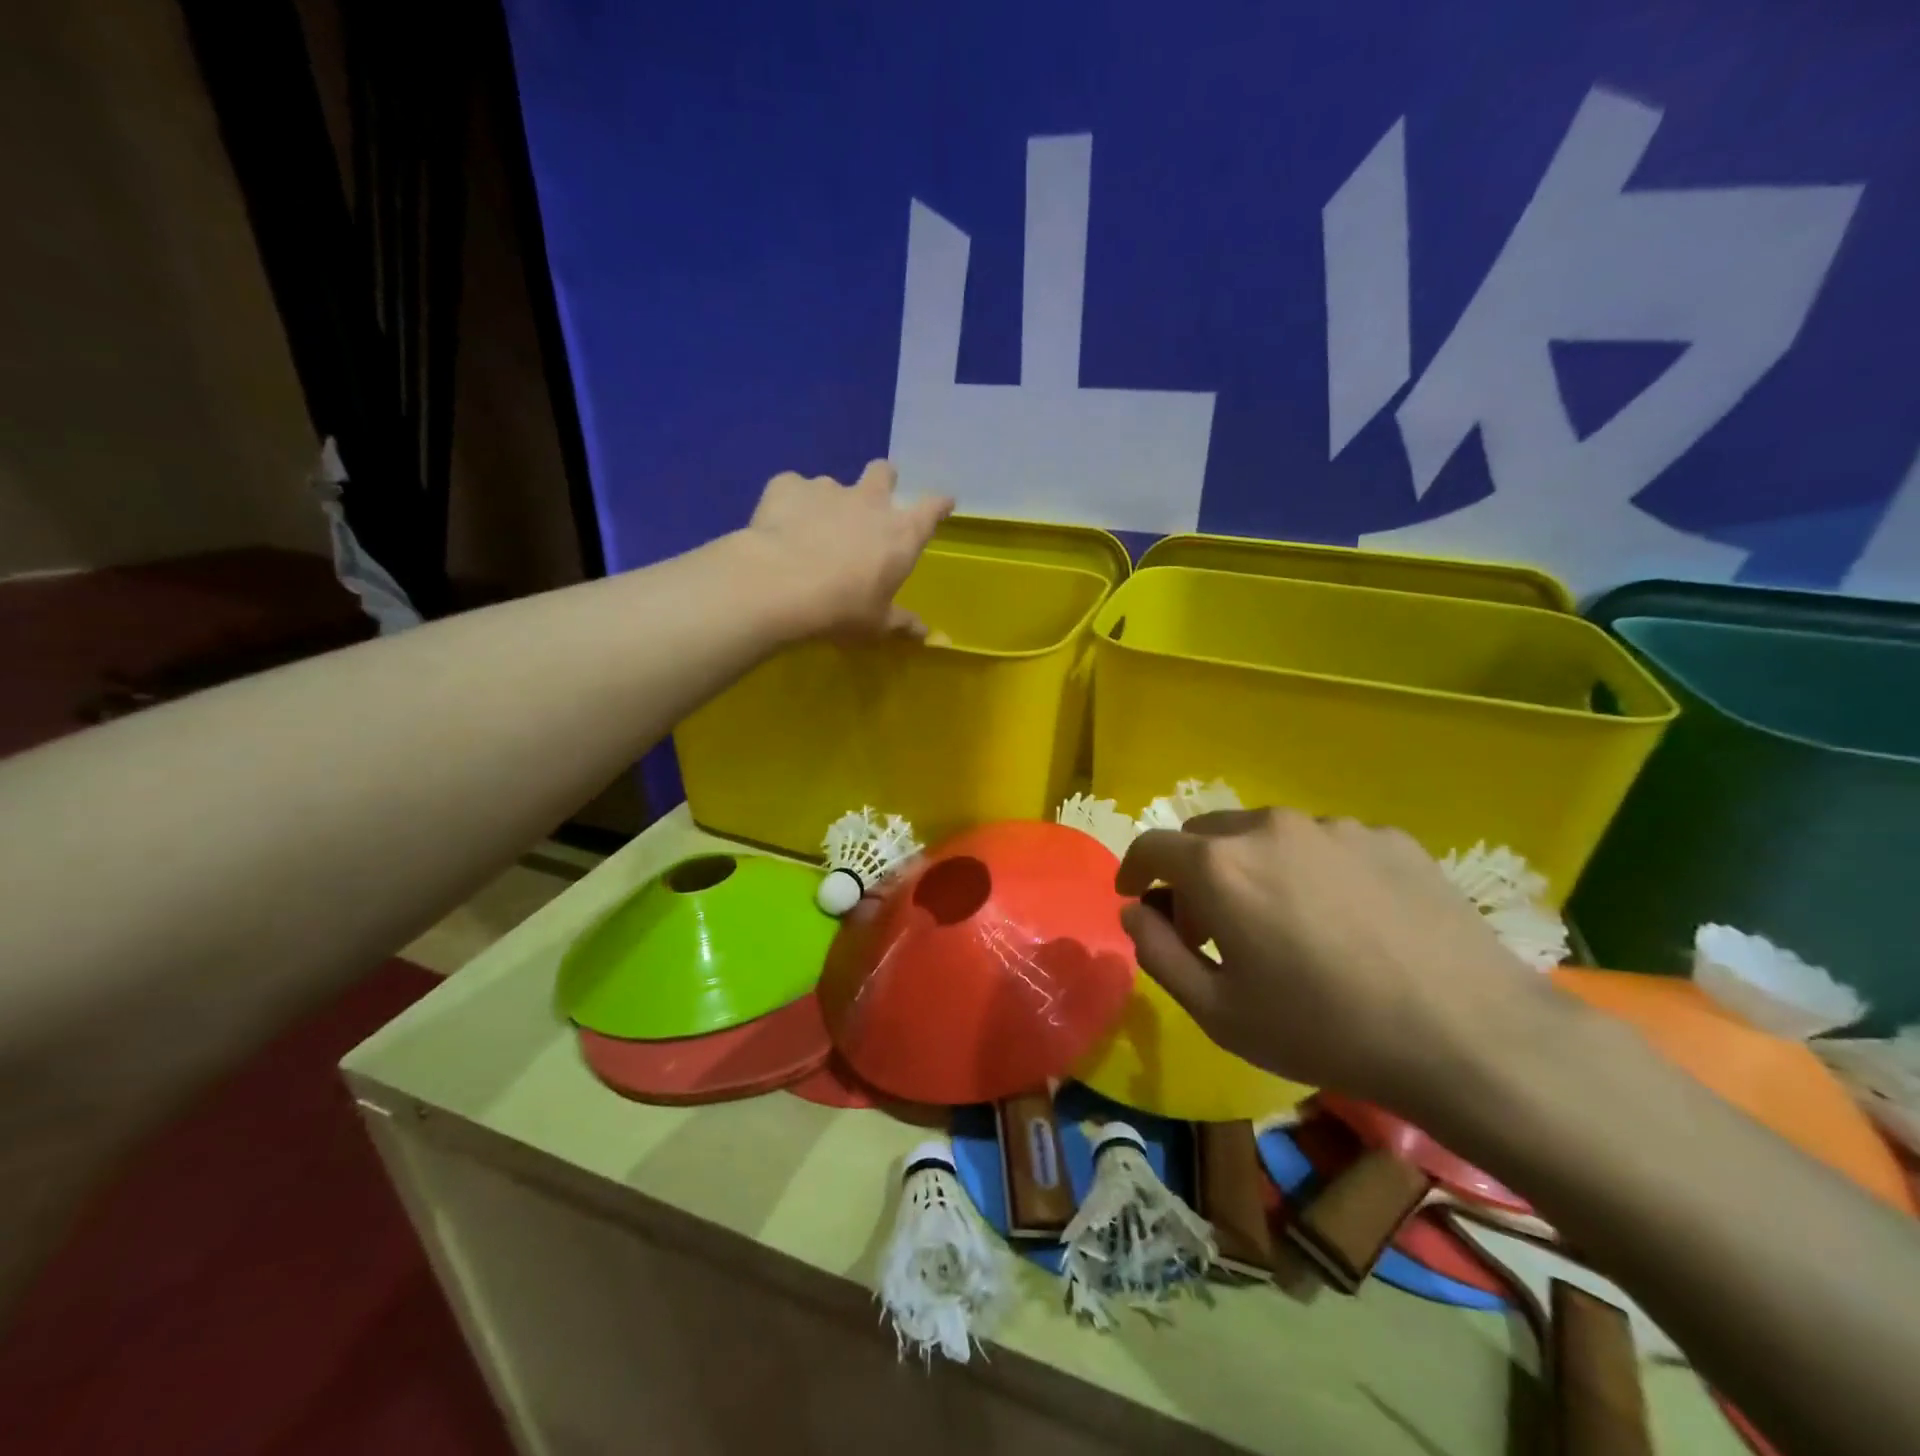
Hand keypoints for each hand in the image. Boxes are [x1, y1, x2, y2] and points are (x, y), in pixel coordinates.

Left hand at [740, 461, 953, 639]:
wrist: (780, 586)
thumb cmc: (841, 610)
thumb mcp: (876, 624)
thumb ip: (901, 622)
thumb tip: (926, 633)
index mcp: (900, 534)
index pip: (932, 508)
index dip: (939, 505)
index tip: (943, 503)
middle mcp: (869, 502)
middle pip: (884, 472)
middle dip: (883, 480)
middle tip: (872, 500)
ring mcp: (827, 488)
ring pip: (833, 485)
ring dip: (829, 502)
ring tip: (811, 529)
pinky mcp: (788, 486)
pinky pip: (792, 489)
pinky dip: (790, 504)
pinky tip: (779, 525)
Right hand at [1115, 809, 1561, 1110]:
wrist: (1469, 1036)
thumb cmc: (1323, 1029)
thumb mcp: (1217, 1011)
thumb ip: (1157, 953)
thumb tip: (1134, 912)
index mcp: (1220, 866)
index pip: (1152, 846)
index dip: (1134, 869)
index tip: (1136, 895)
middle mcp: (1270, 828)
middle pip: (1207, 836)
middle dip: (1194, 875)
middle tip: (1211, 927)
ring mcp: (1334, 826)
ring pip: (1268, 837)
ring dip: (1254, 870)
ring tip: (1285, 925)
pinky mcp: (1388, 837)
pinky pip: (1326, 845)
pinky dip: (1313, 872)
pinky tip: (1347, 921)